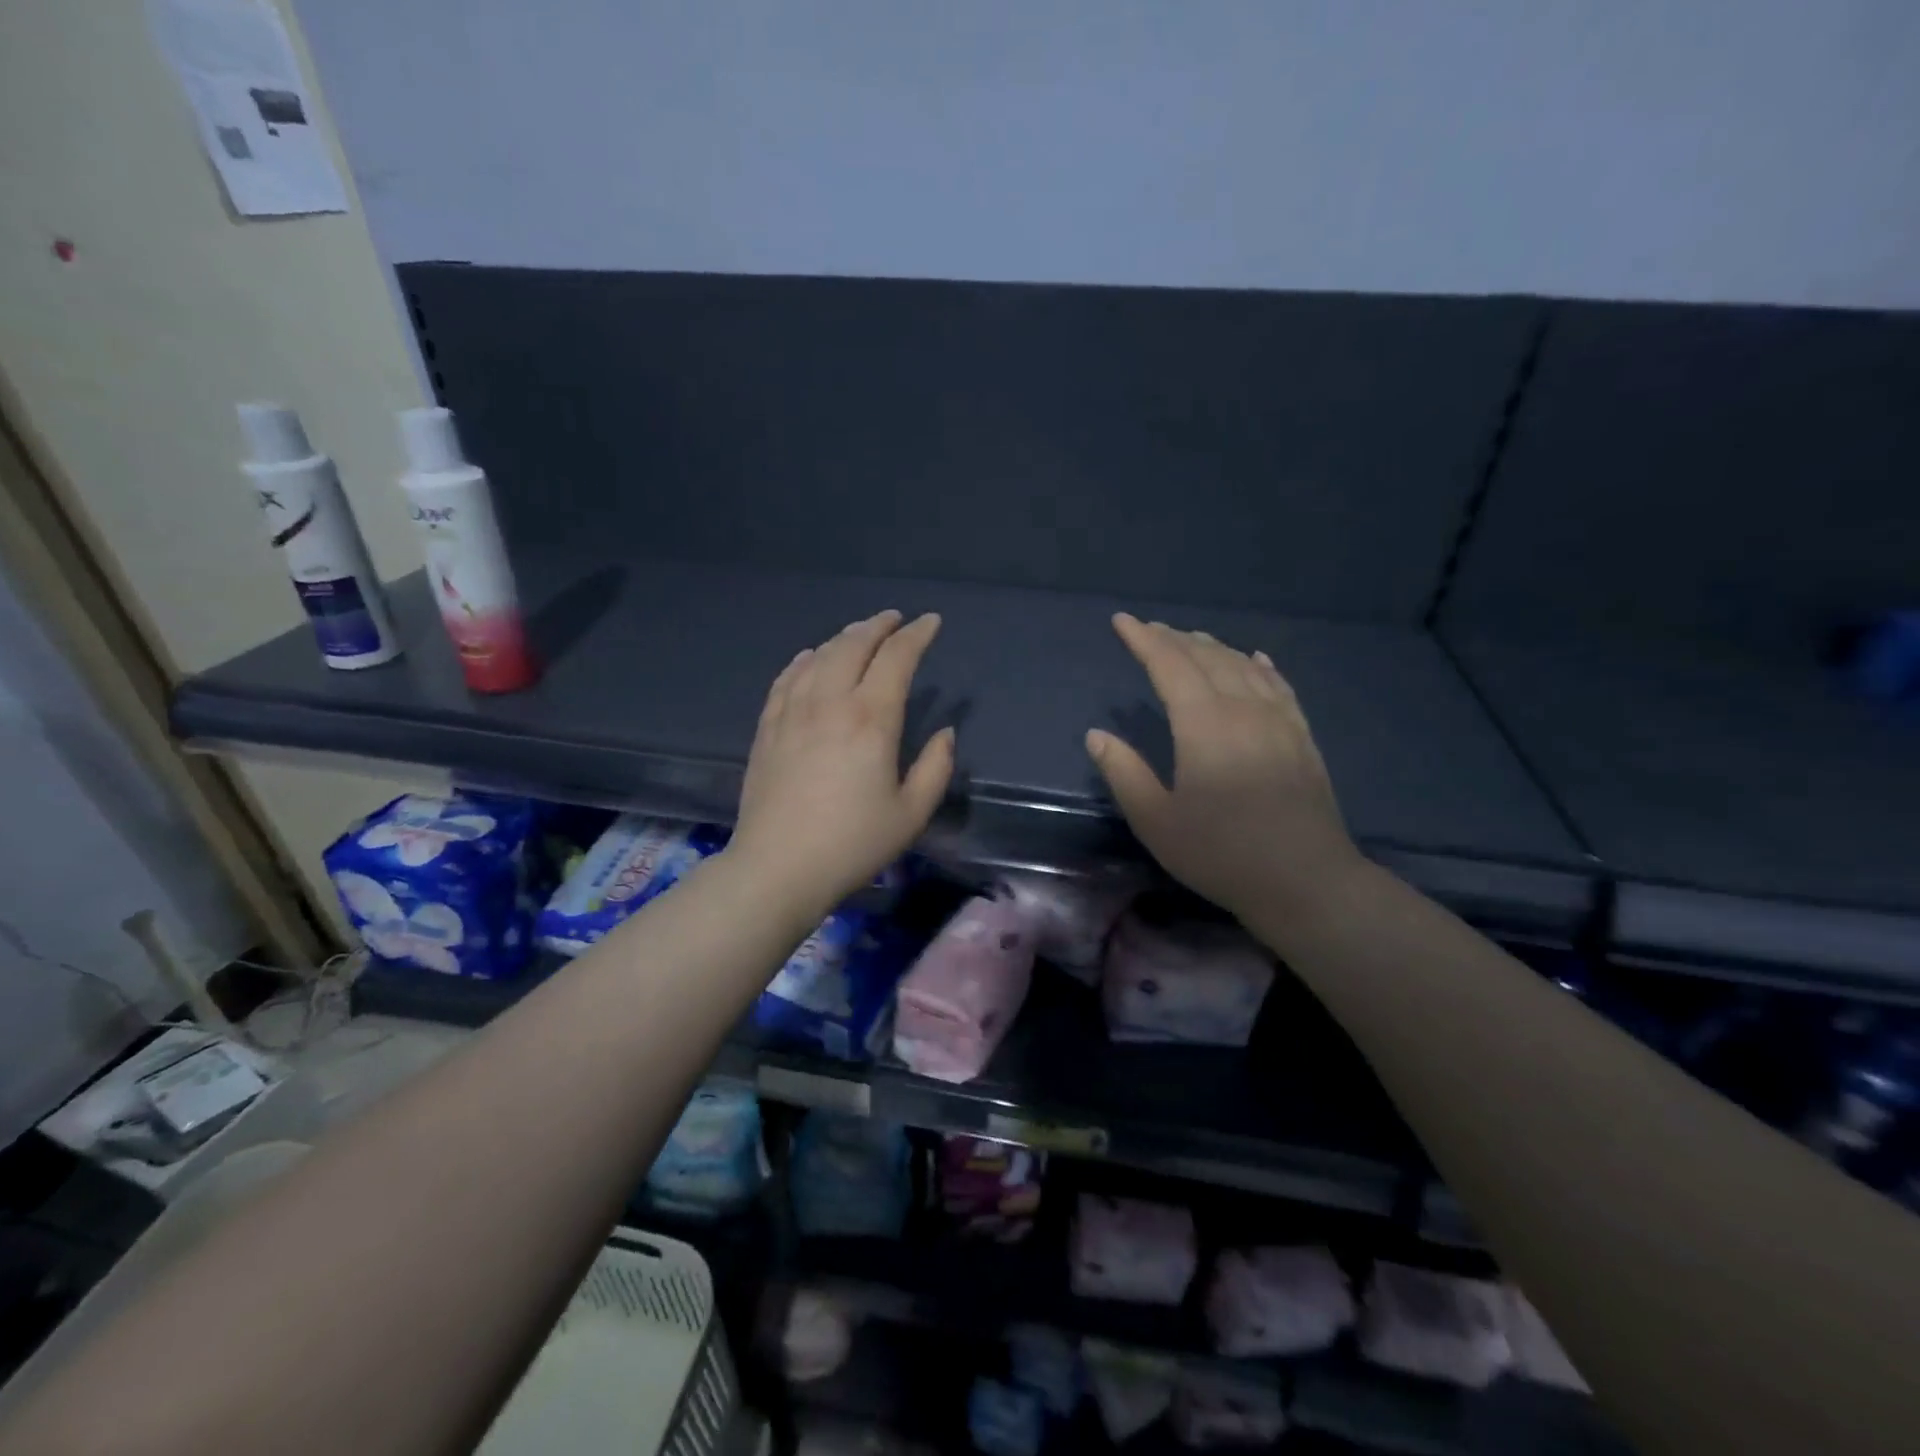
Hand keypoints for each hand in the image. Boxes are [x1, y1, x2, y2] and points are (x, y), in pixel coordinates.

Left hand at [729, 610, 954, 913]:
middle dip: (878, 626)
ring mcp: (793, 712)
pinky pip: (787, 678)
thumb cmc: (853, 844)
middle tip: (895, 620)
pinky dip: (804, 660)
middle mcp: (830, 702)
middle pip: (854, 645)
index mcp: (871, 719)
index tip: (931, 622)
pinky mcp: (768, 728)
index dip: (916, 635)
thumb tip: (944, 733)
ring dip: (844, 637)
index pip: (897, 658)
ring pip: (819, 656)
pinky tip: (810, 658)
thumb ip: (936, 768)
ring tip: (860, 634)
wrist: (778, 868)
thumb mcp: (911, 813)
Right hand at [1086, 614, 1362, 921]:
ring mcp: (1278, 720)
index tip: (1122, 621)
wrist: (1306, 881)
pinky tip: (1255, 658)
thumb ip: (1124, 772)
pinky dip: (1260, 666)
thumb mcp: (1156, 821)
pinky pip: (1279, 685)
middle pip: (1206, 658)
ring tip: (1191, 639)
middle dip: (1173, 639)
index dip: (1143, 640)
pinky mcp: (1302, 737)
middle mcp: (1243, 709)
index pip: (1169, 666)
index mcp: (1203, 724)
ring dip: (1213, 648)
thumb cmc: (1221, 853)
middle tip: (1149, 629)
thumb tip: (1096, 735)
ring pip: (1243, 666)